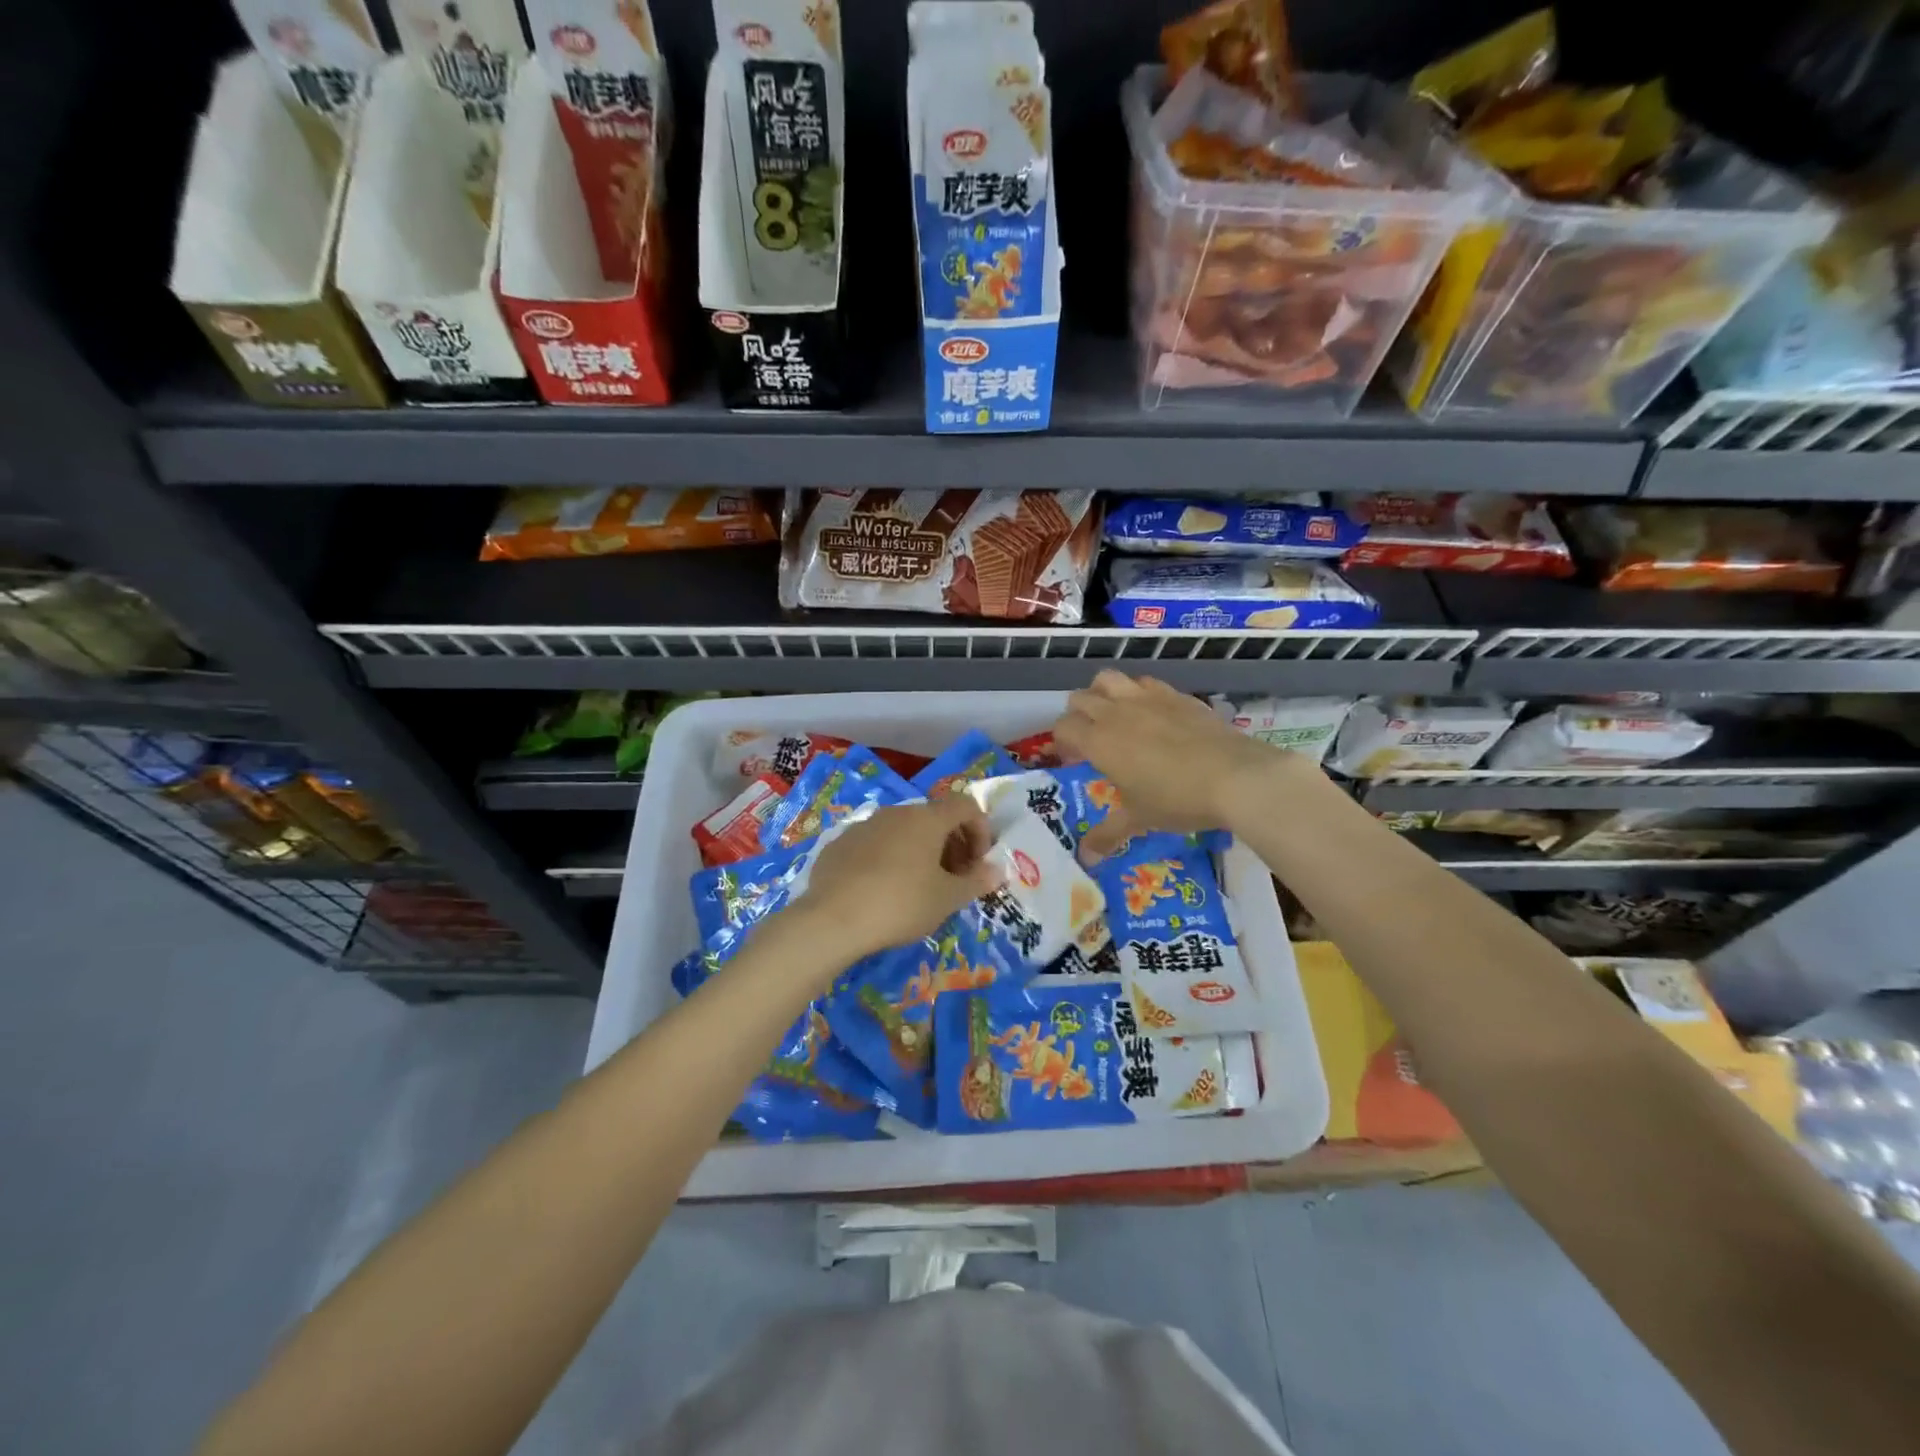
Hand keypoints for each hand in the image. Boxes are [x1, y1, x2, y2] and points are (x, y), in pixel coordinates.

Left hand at [789, 796, 1004, 961]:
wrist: (832, 920)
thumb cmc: (901, 904)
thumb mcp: (947, 899)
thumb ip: (976, 882)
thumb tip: (996, 871)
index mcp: (927, 818)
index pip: (966, 806)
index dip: (980, 831)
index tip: (978, 864)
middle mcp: (896, 813)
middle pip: (934, 818)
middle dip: (952, 844)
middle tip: (954, 880)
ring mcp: (864, 826)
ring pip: (903, 831)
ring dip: (921, 852)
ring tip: (920, 888)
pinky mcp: (839, 845)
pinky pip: (875, 845)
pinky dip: (889, 860)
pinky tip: (883, 891)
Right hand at [1052, 670, 1292, 859]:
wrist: (1234, 776)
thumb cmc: (1176, 799)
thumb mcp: (1139, 819)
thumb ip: (1108, 833)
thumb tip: (1086, 858)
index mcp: (1098, 741)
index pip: (1063, 727)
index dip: (1062, 742)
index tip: (1074, 759)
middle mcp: (1115, 712)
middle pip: (1080, 698)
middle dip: (1078, 716)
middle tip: (1091, 740)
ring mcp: (1146, 698)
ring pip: (1108, 679)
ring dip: (1102, 693)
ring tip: (1114, 716)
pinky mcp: (1175, 694)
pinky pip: (1145, 683)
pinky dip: (1138, 693)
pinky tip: (1151, 713)